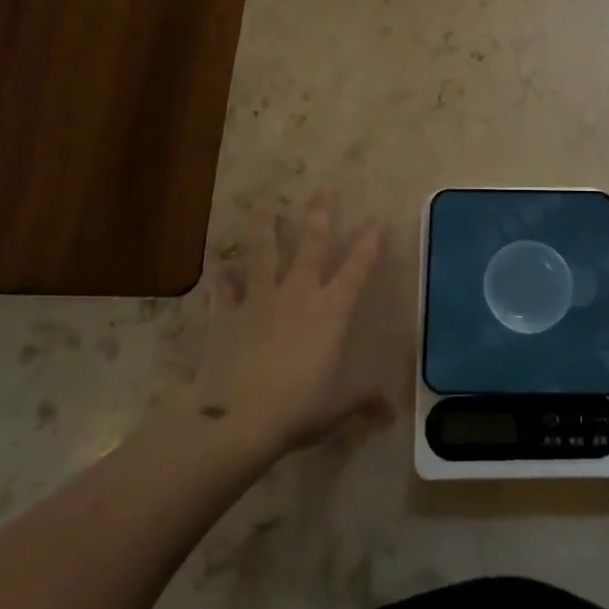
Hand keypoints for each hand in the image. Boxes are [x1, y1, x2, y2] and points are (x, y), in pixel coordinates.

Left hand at [185, 193, 389, 459]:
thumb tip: (392, 413)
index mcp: (330, 311)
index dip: (369, 246)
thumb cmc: (297, 408)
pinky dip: (220, 276)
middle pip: (309, 247)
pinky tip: (216, 263)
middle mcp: (297, 295)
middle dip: (317, 217)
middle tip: (320, 190)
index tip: (378, 222)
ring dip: (263, 230)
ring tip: (262, 208)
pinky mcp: (225, 316)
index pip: (356, 270)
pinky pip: (222, 290)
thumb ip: (363, 400)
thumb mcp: (338, 406)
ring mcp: (259, 301)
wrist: (236, 419)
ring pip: (262, 255)